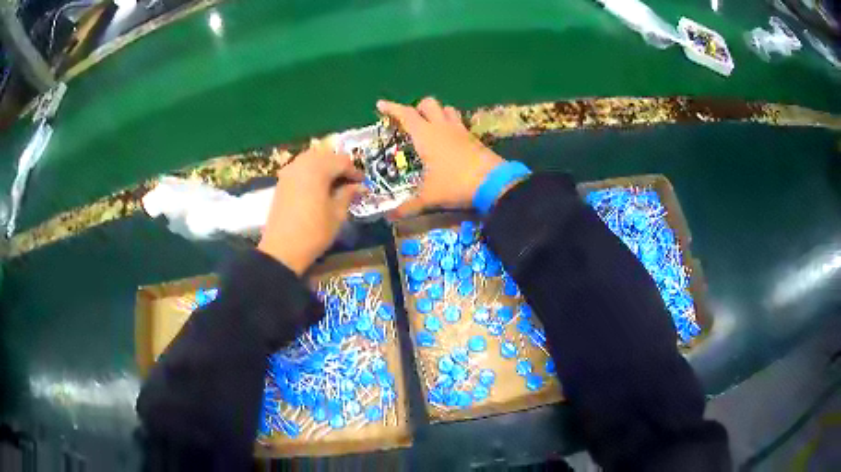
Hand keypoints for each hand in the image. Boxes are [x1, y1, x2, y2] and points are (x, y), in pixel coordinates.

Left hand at [258, 145, 362, 274]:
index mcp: (318, 169)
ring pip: (312, 159)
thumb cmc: (314, 232)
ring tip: (334, 183)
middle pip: (326, 156)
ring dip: (325, 167)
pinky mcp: (282, 181)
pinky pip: (300, 167)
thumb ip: (347, 194)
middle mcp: (302, 164)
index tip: (362, 183)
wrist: (282, 250)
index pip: (342, 161)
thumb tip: (358, 186)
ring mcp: (289, 171)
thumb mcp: (337, 214)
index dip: (355, 171)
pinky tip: (317, 187)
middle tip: (349, 182)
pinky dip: (311, 172)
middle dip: (339, 166)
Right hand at [377, 97, 505, 218]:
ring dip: (437, 113)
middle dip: (417, 108)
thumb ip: (407, 207)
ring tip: (431, 126)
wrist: (494, 183)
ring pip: (447, 109)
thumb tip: (387, 218)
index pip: (406, 115)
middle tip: (410, 121)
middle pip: (429, 104)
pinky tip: (450, 140)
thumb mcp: (429, 197)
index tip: (380, 104)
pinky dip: (452, 125)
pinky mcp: (474, 138)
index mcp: (426, 136)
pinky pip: (460, 124)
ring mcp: (461, 131)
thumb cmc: (455, 185)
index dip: (392, 108)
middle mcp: (442, 127)